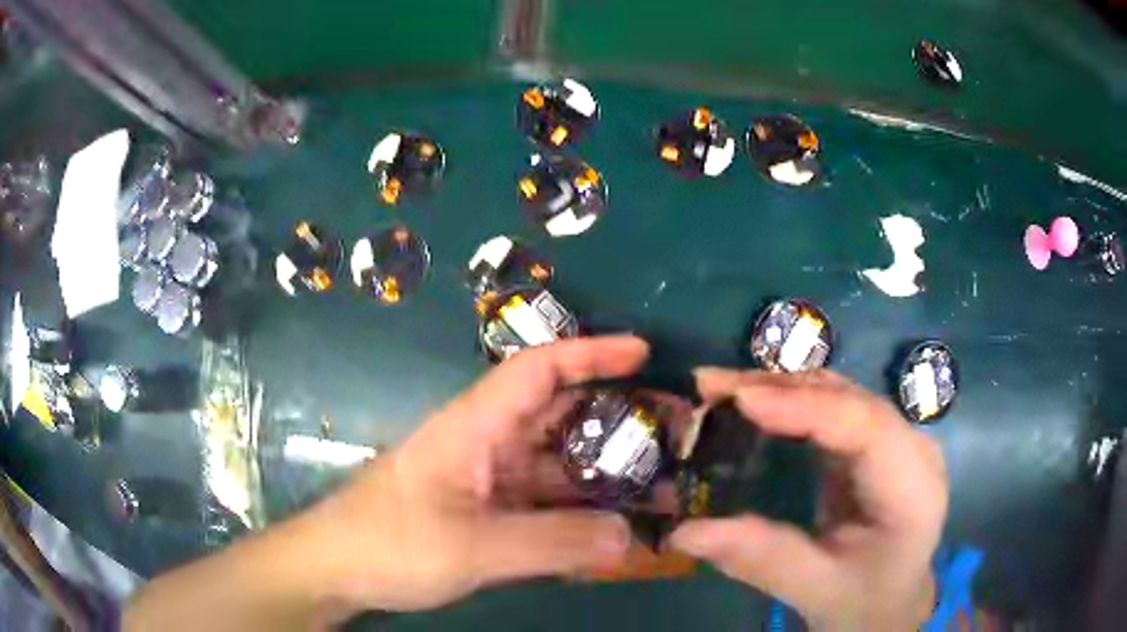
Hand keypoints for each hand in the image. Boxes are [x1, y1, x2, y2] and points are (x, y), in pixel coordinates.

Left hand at [125, 336, 645, 630]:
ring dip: (601, 475)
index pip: (540, 369)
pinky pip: (543, 502)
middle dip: (615, 419)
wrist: (337, 568)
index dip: (591, 352)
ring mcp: (486, 480)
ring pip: (555, 466)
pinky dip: (577, 512)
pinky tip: (610, 530)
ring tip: (658, 489)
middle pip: (558, 416)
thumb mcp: (472, 547)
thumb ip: (553, 543)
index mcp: (476, 426)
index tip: (644, 352)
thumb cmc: (391, 544)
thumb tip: (630, 536)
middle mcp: (486, 443)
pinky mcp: (484, 511)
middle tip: (671, 435)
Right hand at [670, 369, 947, 631]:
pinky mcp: (874, 441)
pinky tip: (753, 404)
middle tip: (710, 386)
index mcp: (913, 488)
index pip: (867, 427)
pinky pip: (831, 407)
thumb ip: (761, 559)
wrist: (890, 600)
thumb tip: (686, 532)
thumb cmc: (863, 600)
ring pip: (839, 393)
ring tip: (720, 389)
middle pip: (850, 399)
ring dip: (779, 387)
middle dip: (780, 388)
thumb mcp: (815, 590)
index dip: (807, 406)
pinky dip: (788, 401)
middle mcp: (912, 447)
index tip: (740, 400)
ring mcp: (895, 438)